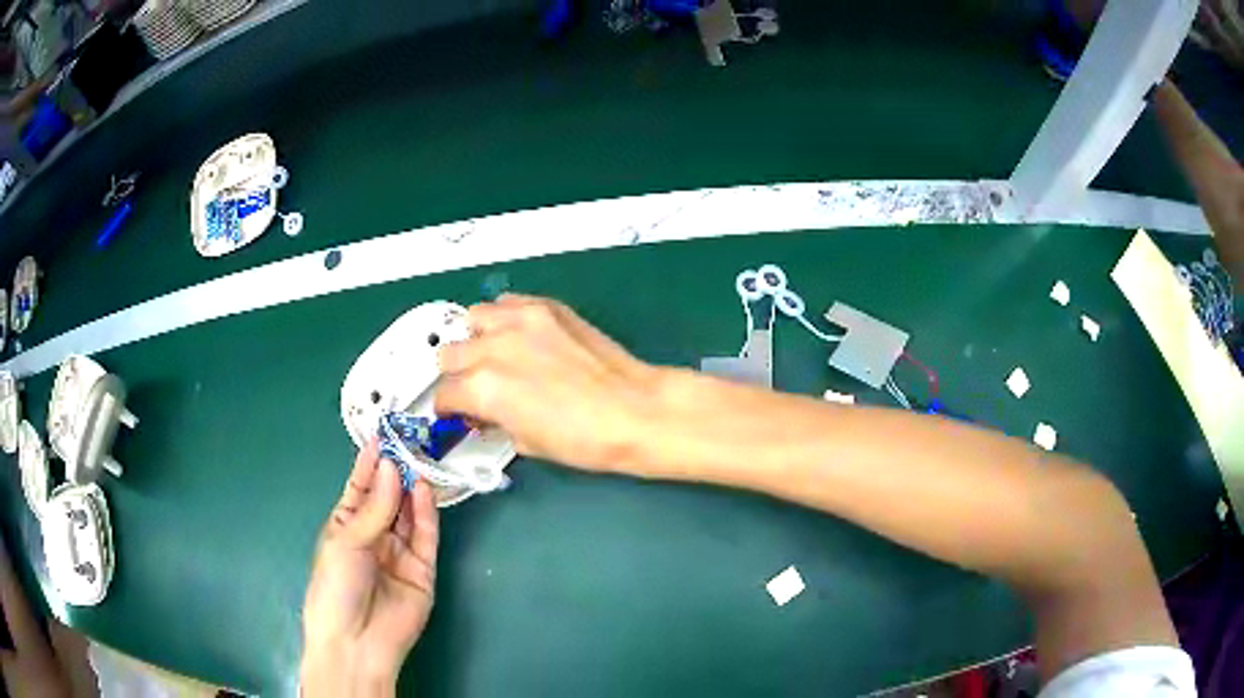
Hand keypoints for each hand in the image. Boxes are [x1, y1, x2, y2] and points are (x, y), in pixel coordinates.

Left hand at [301, 439, 438, 695]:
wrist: (357, 641)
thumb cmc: (336, 587)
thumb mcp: (346, 542)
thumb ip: (374, 508)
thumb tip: (391, 467)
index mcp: (346, 527)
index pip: (360, 489)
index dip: (369, 464)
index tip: (382, 436)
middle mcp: (374, 536)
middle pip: (387, 498)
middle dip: (395, 472)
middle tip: (409, 442)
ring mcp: (399, 552)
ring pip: (408, 513)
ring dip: (412, 488)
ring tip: (418, 459)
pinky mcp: (423, 569)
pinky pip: (425, 536)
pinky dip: (426, 513)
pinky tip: (423, 490)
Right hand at [436, 294, 659, 471]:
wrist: (634, 410)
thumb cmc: (583, 440)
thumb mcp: (524, 442)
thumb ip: (493, 419)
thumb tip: (485, 412)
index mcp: (483, 387)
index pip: (444, 394)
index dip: (449, 409)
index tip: (457, 413)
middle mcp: (493, 347)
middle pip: (449, 354)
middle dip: (458, 375)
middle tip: (476, 388)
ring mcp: (520, 321)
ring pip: (472, 319)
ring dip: (475, 340)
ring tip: (494, 356)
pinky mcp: (546, 307)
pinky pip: (507, 303)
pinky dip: (504, 319)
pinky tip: (519, 336)